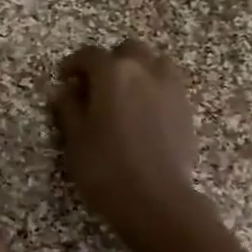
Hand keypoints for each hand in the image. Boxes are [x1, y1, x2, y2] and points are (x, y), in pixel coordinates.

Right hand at [51, 39, 199, 242]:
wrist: (156, 200)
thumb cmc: (106, 168)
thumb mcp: (76, 139)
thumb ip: (69, 108)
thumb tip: (65, 91)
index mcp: (113, 73)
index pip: (90, 55)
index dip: (74, 64)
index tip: (64, 77)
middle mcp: (145, 70)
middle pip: (127, 51)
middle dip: (109, 62)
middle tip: (94, 85)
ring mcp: (171, 88)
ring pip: (154, 63)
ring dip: (137, 70)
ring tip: (124, 94)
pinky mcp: (186, 109)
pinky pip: (168, 85)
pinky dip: (154, 88)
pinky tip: (144, 112)